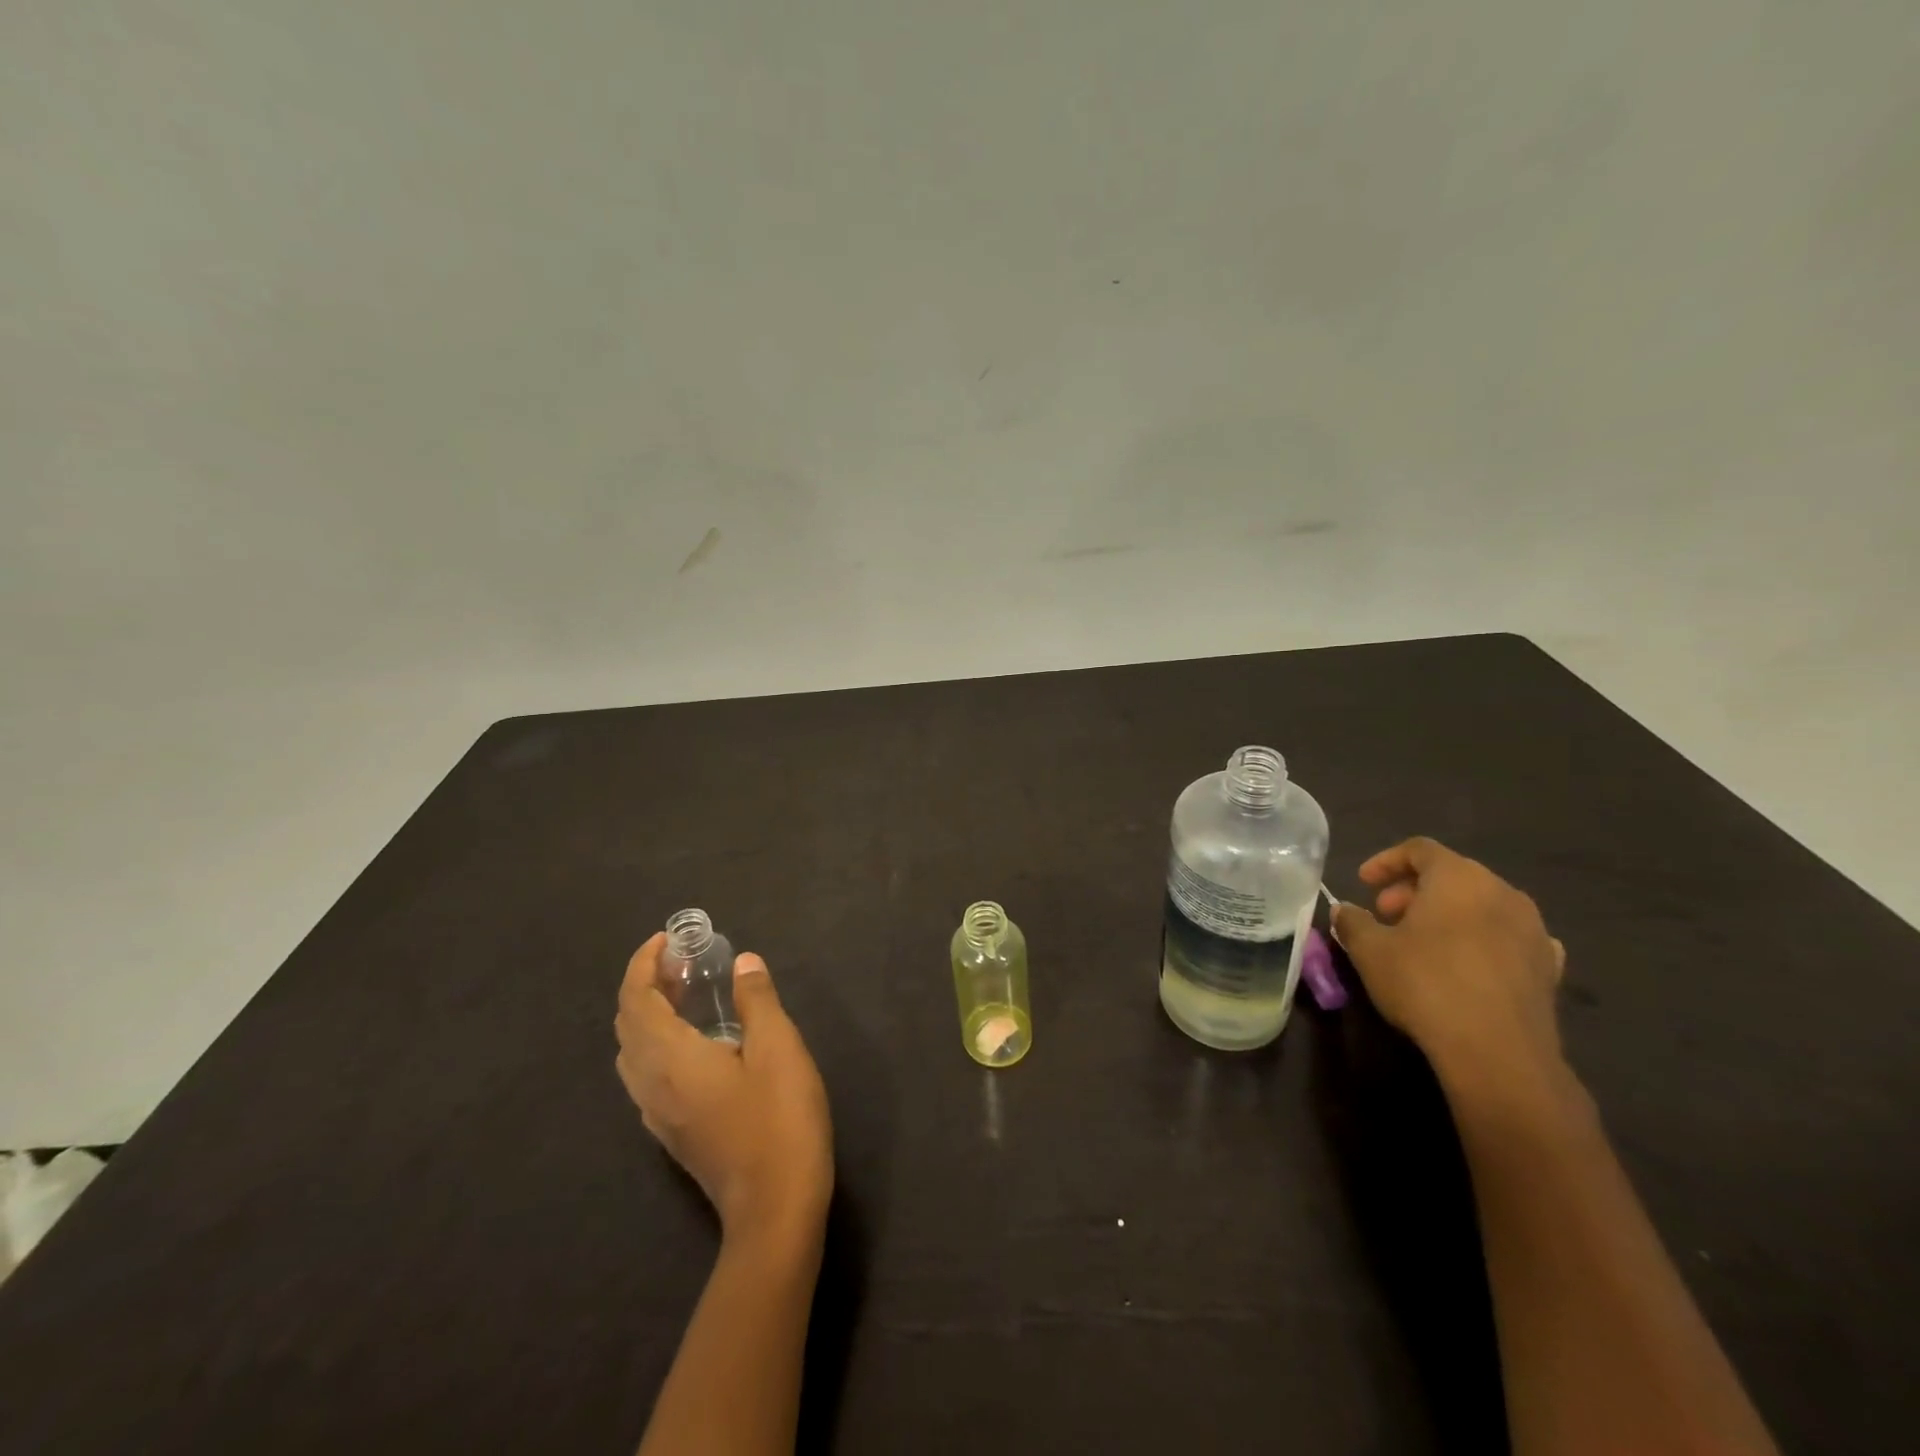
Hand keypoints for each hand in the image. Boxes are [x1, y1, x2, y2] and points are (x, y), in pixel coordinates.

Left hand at [616, 934, 833, 1252]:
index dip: (642, 964)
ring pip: (633, 1052)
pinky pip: (646, 1073)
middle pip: (627, 1024)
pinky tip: (697, 1041)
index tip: (668, 940)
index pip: (634, 1000)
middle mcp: (651, 1084)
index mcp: (670, 1058)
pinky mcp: (671, 1132)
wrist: (775, 1208)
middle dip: (645, 985)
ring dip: (648, 1014)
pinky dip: (657, 1041)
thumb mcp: (779, 1048)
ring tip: (688, 995)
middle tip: (683, 963)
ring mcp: (657, 1113)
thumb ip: (757, 1000)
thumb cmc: (779, 1120)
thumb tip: (743, 962)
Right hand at [1332, 837, 1567, 1093]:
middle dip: (1414, 891)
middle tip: (1386, 916)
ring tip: (1422, 942)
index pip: (1419, 850)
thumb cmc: (1425, 984)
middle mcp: (1502, 892)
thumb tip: (1345, 910)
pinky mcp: (1549, 968)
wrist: (1498, 1053)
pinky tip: (1468, 964)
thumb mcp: (1369, 950)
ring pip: (1482, 906)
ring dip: (1449, 915)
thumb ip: (1353, 921)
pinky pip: (1510, 939)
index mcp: (1459, 877)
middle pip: (1453, 875)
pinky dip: (1483, 941)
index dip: (1386, 861)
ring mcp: (1533, 930)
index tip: (1363, 883)